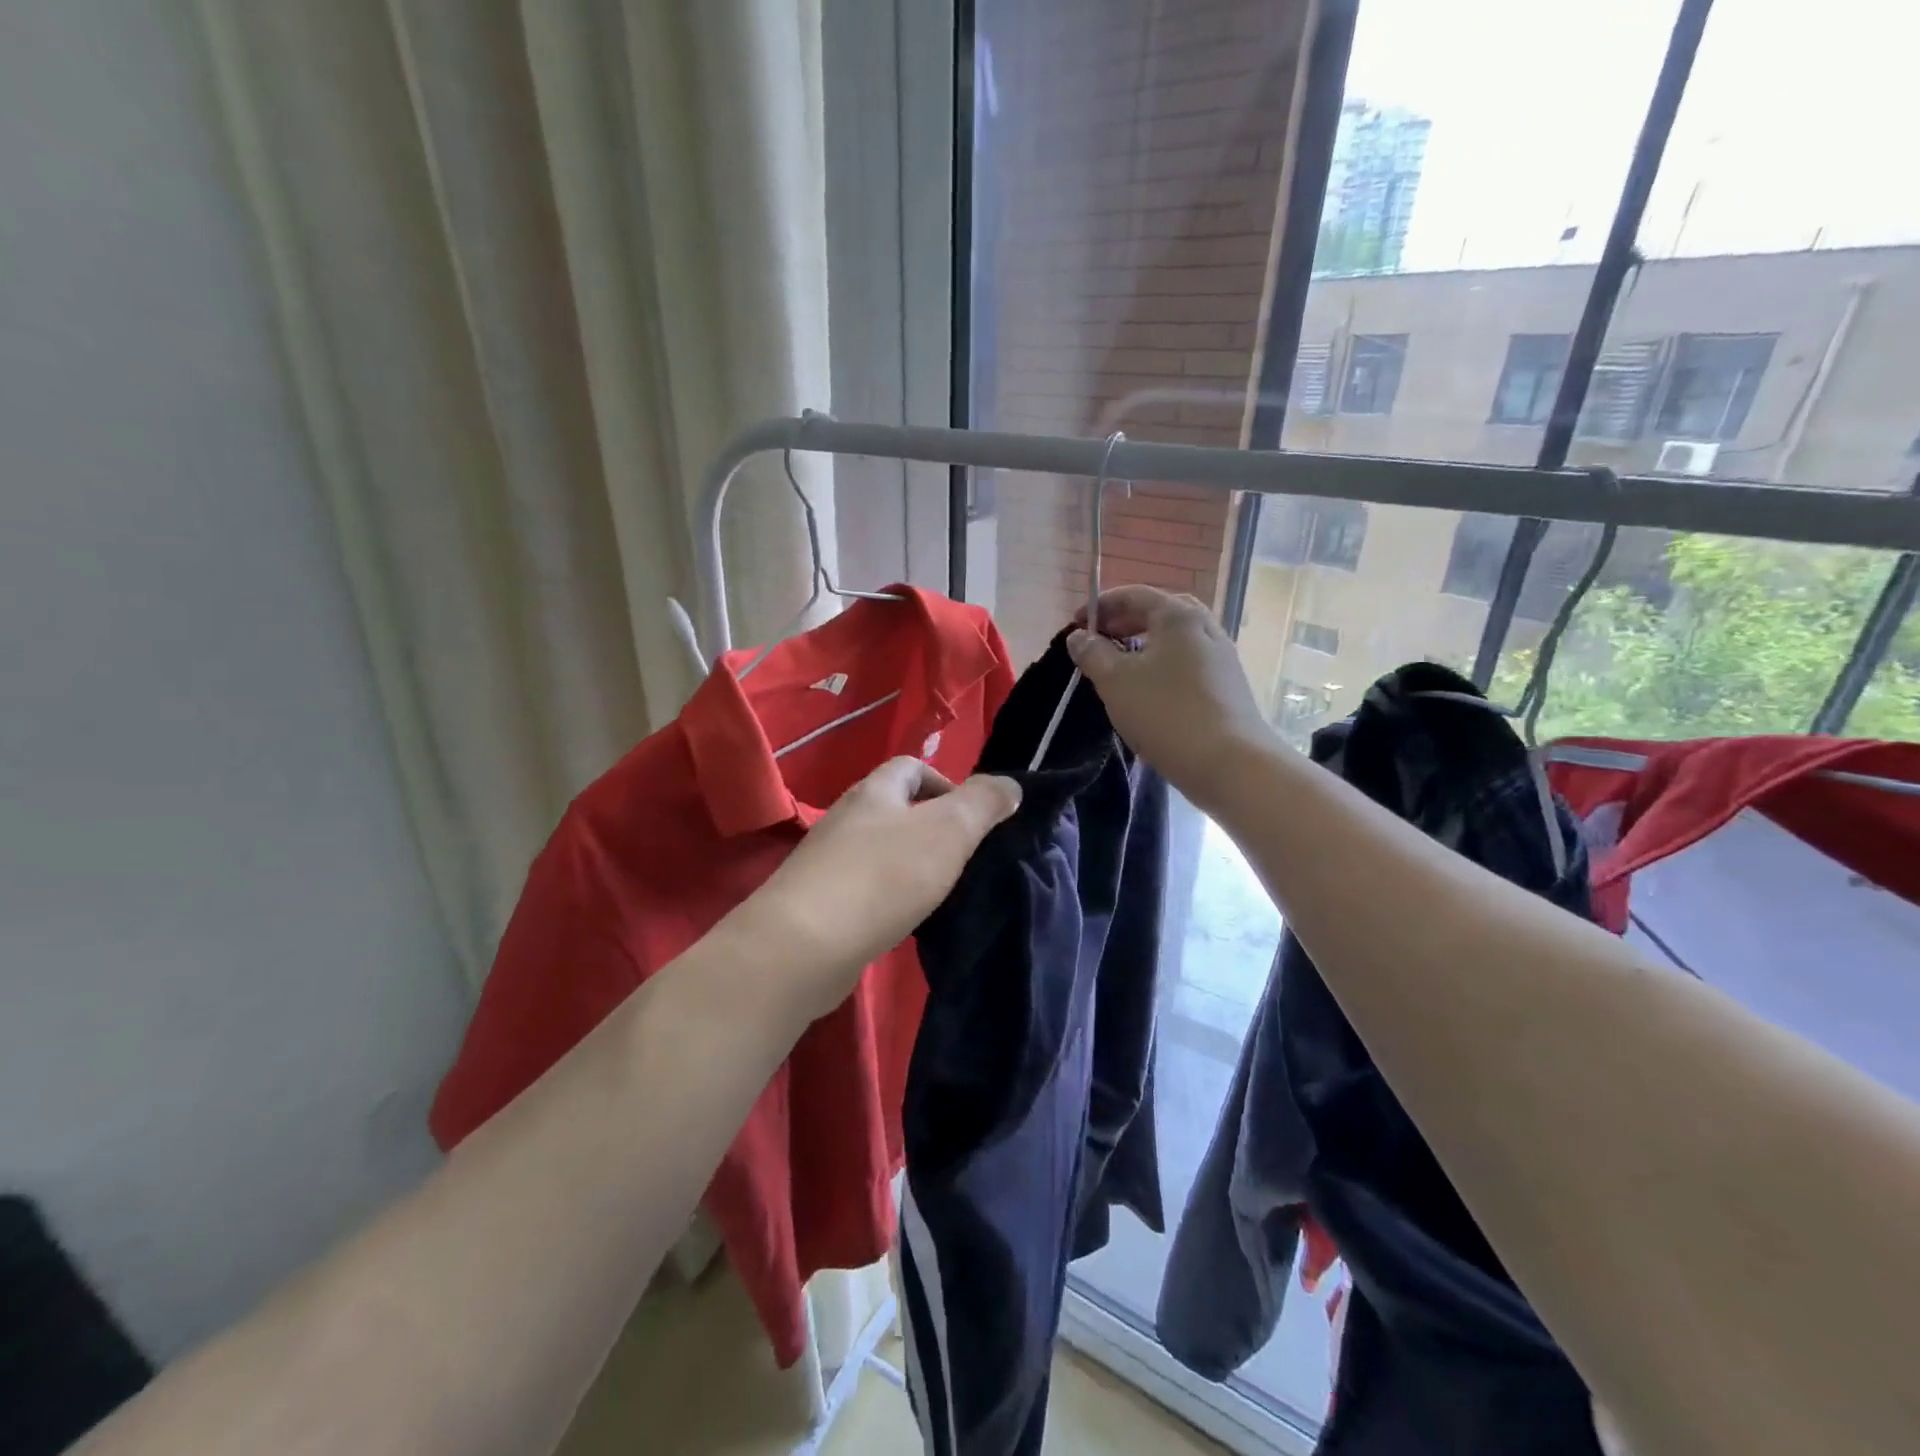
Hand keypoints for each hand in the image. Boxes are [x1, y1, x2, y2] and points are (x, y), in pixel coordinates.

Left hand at [725, 758, 1021, 1022]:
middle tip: (963, 859)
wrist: (804, 946)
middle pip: (895, 810)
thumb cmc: (883, 876)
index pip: (911, 767)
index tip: (972, 819)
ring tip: (941, 893)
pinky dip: (890, 898)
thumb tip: (1010, 785)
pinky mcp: (821, 903)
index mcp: (874, 792)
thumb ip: (983, 803)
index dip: (945, 783)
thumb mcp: (949, 831)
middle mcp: (847, 819)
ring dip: (912, 865)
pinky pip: (866, 888)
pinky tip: (906, 922)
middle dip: (932, 828)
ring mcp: (829, 862)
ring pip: (881, 851)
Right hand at [1067, 585, 1274, 808]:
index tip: (1076, 624)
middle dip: (1124, 622)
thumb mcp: (1115, 681)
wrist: (1229, 761)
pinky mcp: (1227, 684)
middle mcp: (1204, 626)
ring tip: (1120, 666)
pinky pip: (1187, 662)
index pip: (1134, 595)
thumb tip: (1078, 636)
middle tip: (1098, 641)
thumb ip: (1093, 653)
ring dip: (1144, 644)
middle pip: (1159, 613)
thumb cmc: (1165, 712)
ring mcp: (1221, 656)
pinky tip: (1149, 690)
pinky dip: (1162, 664)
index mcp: (1178, 615)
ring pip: (1175, 639)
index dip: (1101, 605)